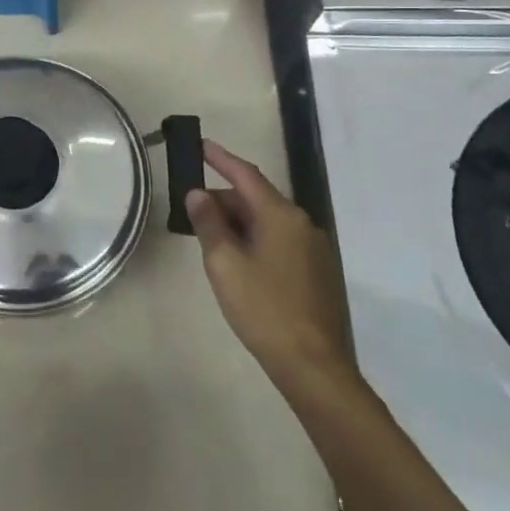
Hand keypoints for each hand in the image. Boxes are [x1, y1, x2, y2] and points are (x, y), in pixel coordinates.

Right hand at [186, 139, 357, 389]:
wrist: (313, 366)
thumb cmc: (264, 309)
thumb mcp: (225, 263)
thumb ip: (209, 223)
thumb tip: (198, 193)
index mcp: (281, 216)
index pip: (245, 175)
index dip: (220, 158)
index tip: (200, 144)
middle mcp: (302, 224)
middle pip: (256, 199)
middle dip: (223, 200)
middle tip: (192, 211)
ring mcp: (314, 249)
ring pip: (267, 222)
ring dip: (238, 222)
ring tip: (210, 238)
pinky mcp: (317, 271)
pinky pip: (279, 241)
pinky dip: (254, 239)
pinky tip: (237, 260)